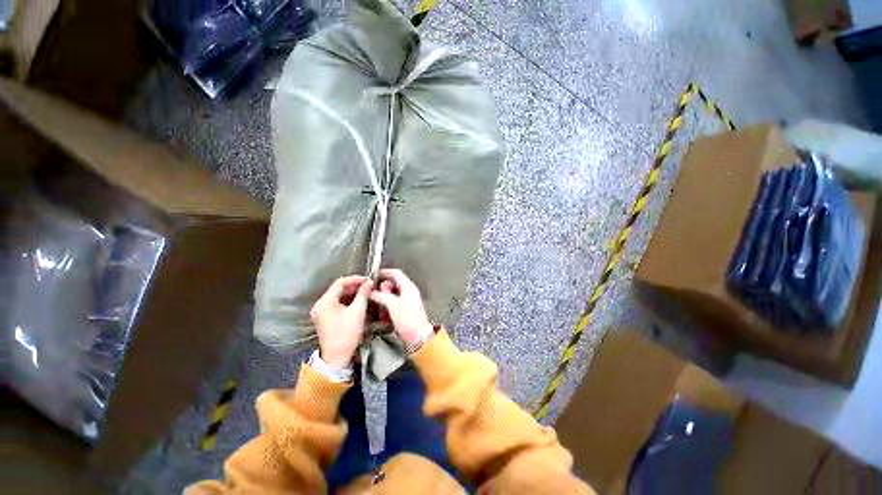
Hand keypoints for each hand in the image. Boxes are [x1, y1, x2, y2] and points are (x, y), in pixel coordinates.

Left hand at [310, 276, 372, 368]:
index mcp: (325, 301)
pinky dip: (347, 301)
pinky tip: (358, 302)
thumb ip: (363, 294)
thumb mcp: (358, 311)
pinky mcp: (324, 318)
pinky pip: (336, 304)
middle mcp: (320, 304)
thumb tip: (369, 282)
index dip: (355, 279)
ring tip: (366, 293)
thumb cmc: (347, 333)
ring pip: (338, 296)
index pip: (341, 282)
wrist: (336, 357)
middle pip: (338, 289)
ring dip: (352, 293)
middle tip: (369, 286)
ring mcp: (321, 312)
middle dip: (354, 286)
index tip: (368, 280)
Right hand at [369, 269, 432, 346]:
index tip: (375, 276)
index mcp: (409, 287)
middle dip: (383, 289)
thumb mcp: (392, 305)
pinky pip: (394, 305)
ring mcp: (408, 302)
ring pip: (393, 295)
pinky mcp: (406, 312)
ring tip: (379, 306)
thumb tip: (372, 292)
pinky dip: (387, 308)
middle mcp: (409, 293)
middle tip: (376, 294)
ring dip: (384, 299)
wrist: (418, 337)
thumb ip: (381, 296)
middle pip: (394, 284)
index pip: (396, 273)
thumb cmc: (408, 320)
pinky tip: (383, 315)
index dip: (385, 273)